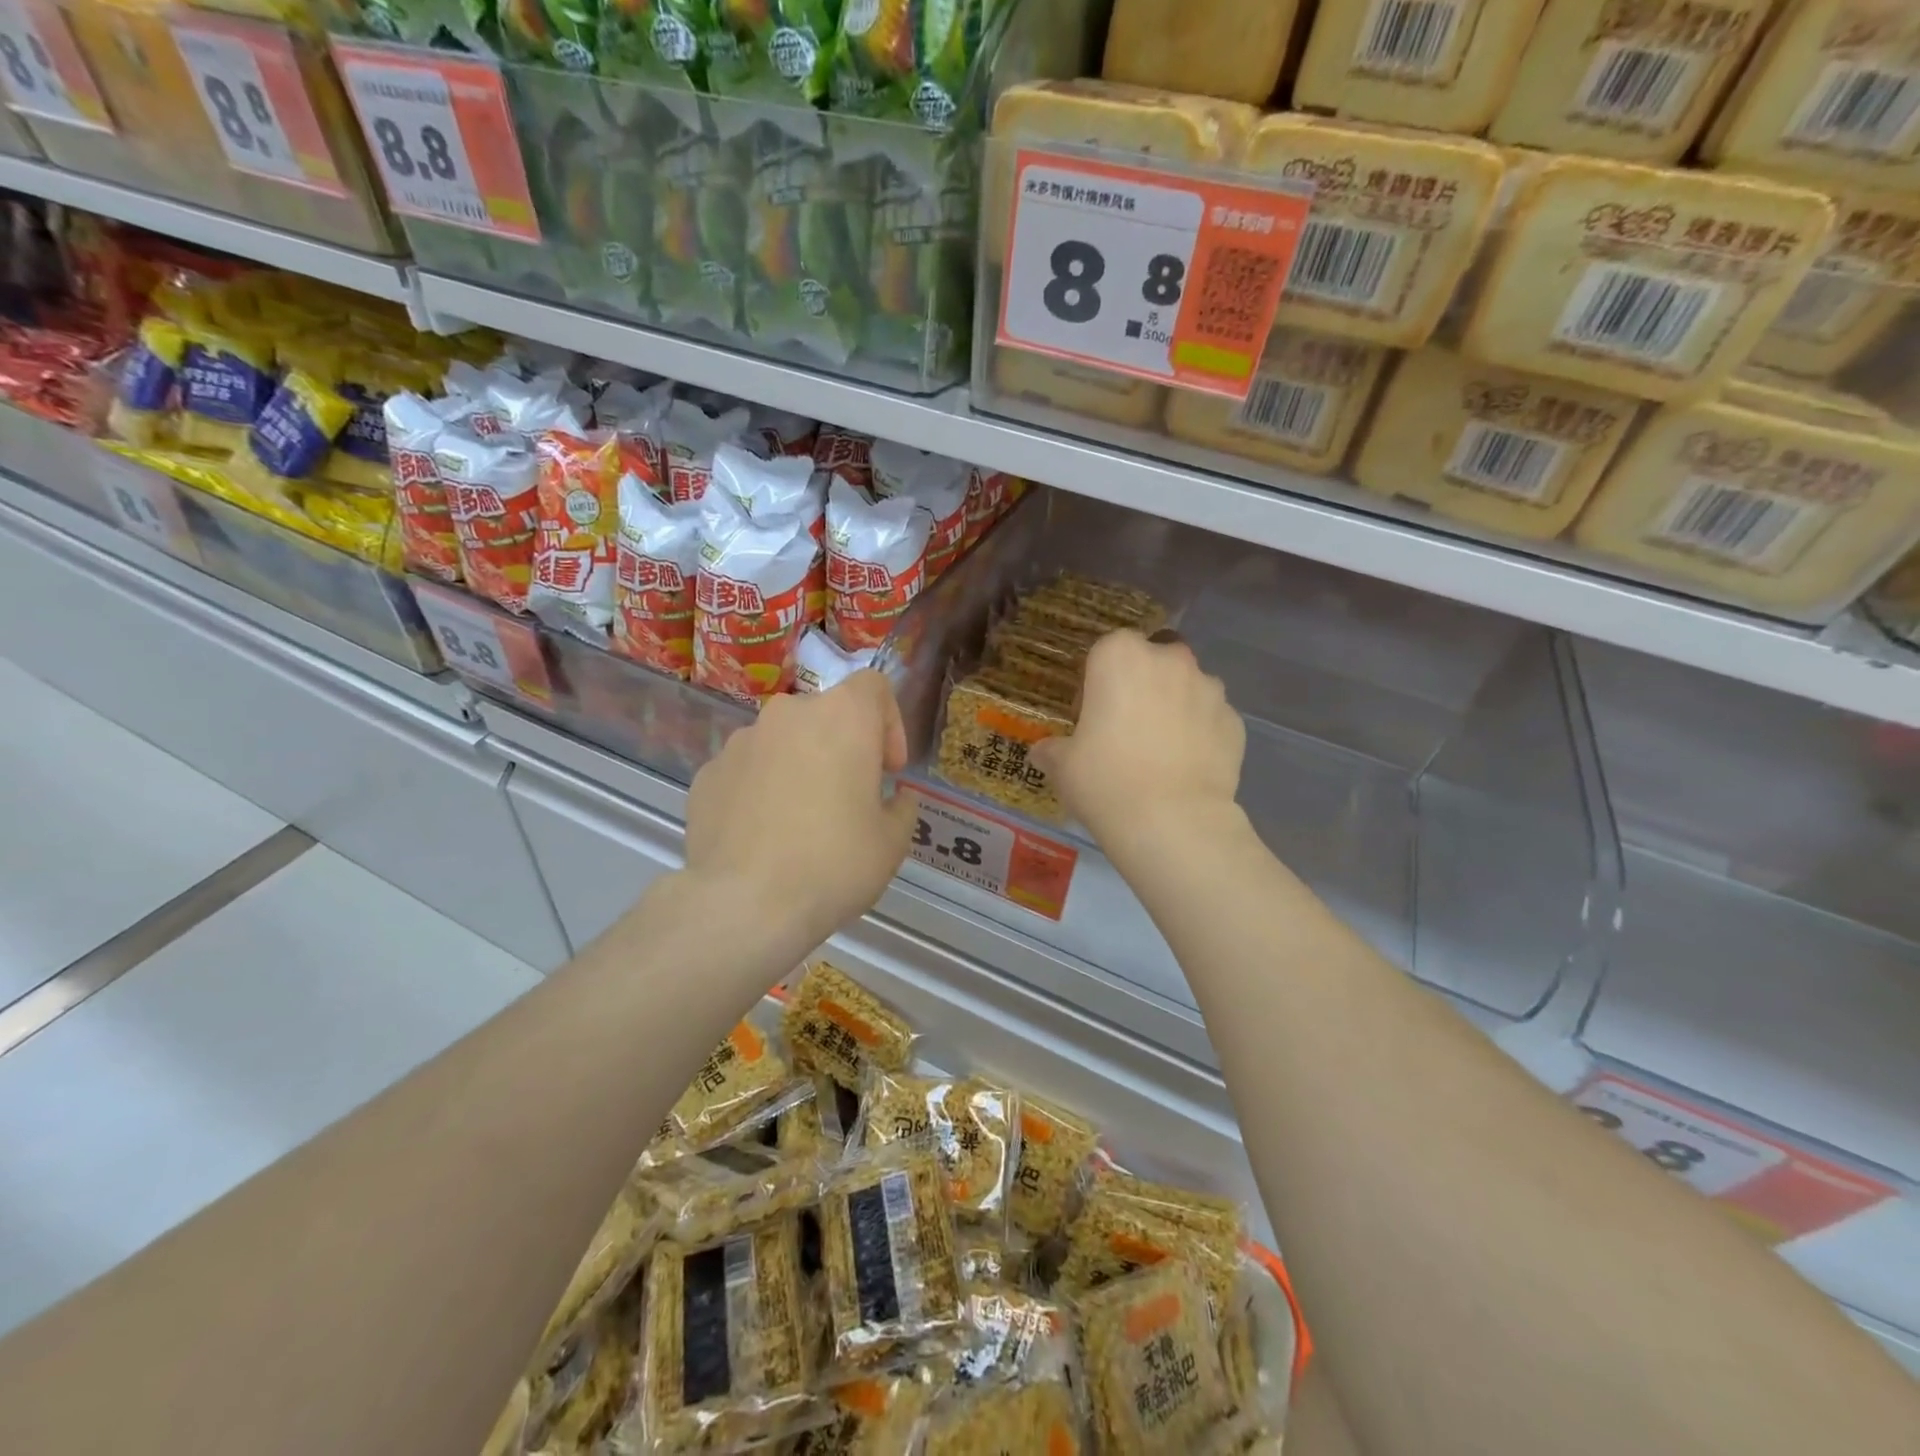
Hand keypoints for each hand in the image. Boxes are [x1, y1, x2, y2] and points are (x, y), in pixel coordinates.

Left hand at [683, 671, 917, 942]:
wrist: (744, 905)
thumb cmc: (834, 863)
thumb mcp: (893, 842)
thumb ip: (902, 806)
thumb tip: (895, 797)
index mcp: (842, 717)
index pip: (874, 686)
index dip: (890, 722)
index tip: (887, 769)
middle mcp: (788, 714)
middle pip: (826, 714)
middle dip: (842, 747)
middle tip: (848, 798)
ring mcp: (741, 741)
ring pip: (783, 741)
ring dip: (800, 766)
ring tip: (800, 822)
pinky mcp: (707, 773)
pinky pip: (748, 770)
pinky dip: (761, 789)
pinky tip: (763, 836)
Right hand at [1031, 630, 1244, 850]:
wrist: (1172, 822)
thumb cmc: (1106, 780)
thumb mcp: (1062, 766)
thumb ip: (1052, 749)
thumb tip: (1044, 751)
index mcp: (1120, 656)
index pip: (1106, 651)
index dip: (1097, 681)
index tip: (1091, 715)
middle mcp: (1169, 660)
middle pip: (1152, 661)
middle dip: (1142, 685)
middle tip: (1126, 728)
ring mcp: (1209, 689)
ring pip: (1186, 687)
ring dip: (1175, 706)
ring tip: (1161, 751)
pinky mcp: (1235, 721)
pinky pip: (1210, 719)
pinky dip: (1201, 734)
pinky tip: (1186, 767)